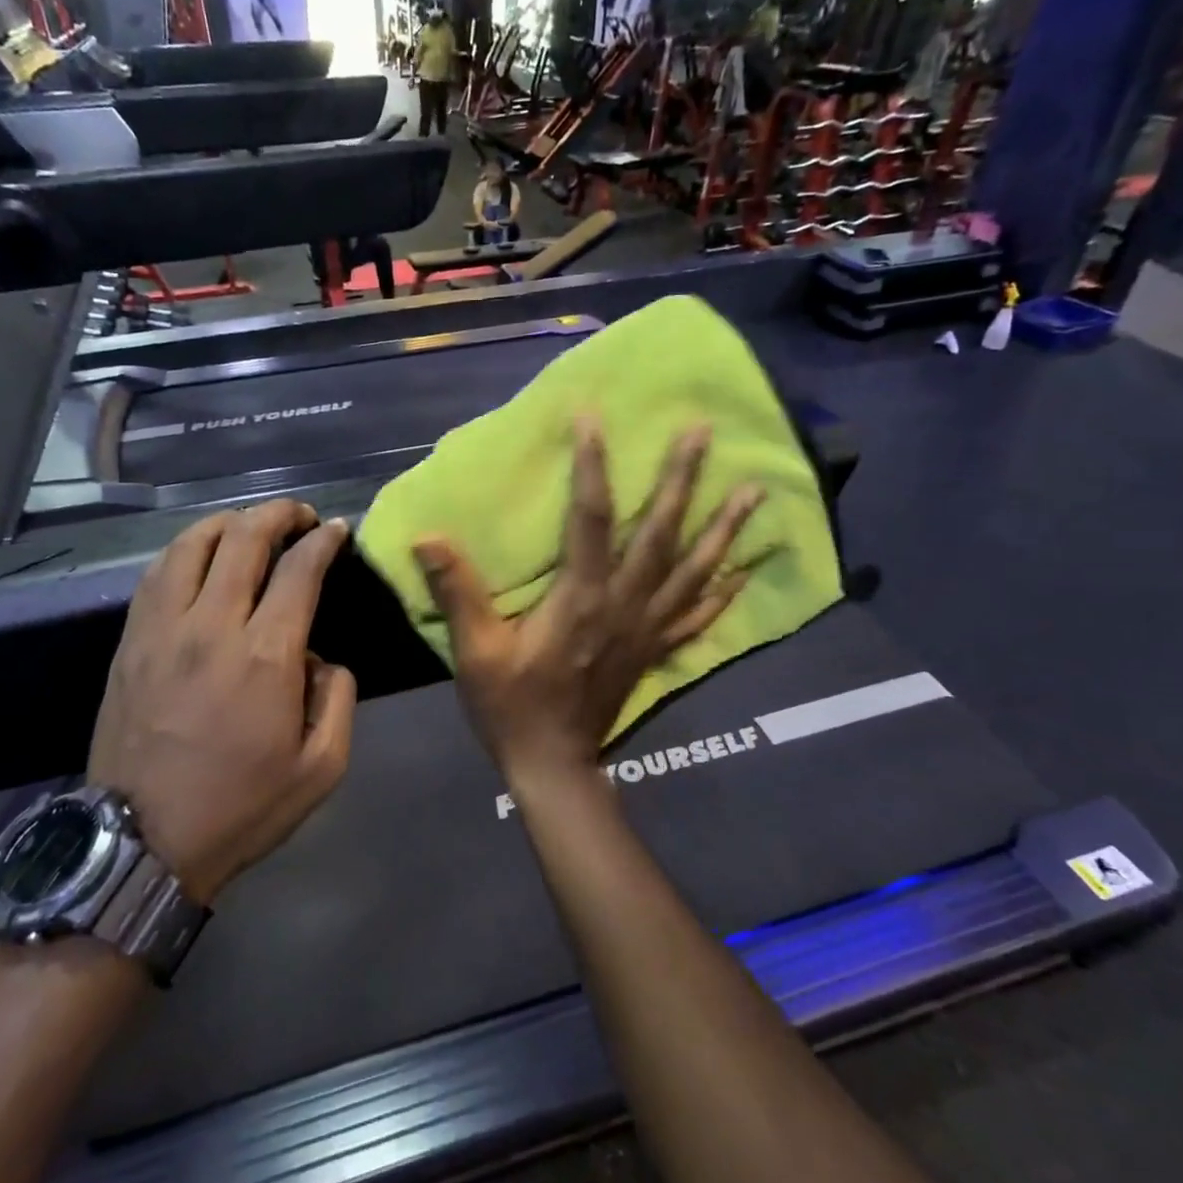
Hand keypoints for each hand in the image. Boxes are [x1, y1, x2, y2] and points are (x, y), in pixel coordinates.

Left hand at [87, 501, 355, 904]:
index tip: (337, 530)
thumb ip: (337, 698)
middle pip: (244, 538)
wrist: (142, 843)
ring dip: (228, 521)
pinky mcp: (129, 642)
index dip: (323, 540)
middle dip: (279, 514)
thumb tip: (320, 657)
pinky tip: (199, 554)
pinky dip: (185, 548)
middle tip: (301, 515)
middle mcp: (211, 625)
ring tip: (250, 525)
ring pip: (192, 544)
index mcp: (265, 655)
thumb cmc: (241, 807)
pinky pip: (156, 573)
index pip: (299, 569)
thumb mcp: (322, 767)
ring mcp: (161, 629)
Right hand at [414, 421, 761, 781]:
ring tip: (755, 490)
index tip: (594, 417)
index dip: (593, 465)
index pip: (591, 518)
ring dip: (724, 527)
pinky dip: (724, 590)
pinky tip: (745, 569)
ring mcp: (647, 629)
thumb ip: (458, 593)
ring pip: (694, 569)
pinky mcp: (654, 651)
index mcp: (582, 598)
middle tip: (704, 431)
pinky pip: (698, 616)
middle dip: (683, 479)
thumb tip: (427, 538)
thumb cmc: (511, 706)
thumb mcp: (475, 652)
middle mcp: (625, 604)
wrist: (553, 765)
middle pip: (661, 533)